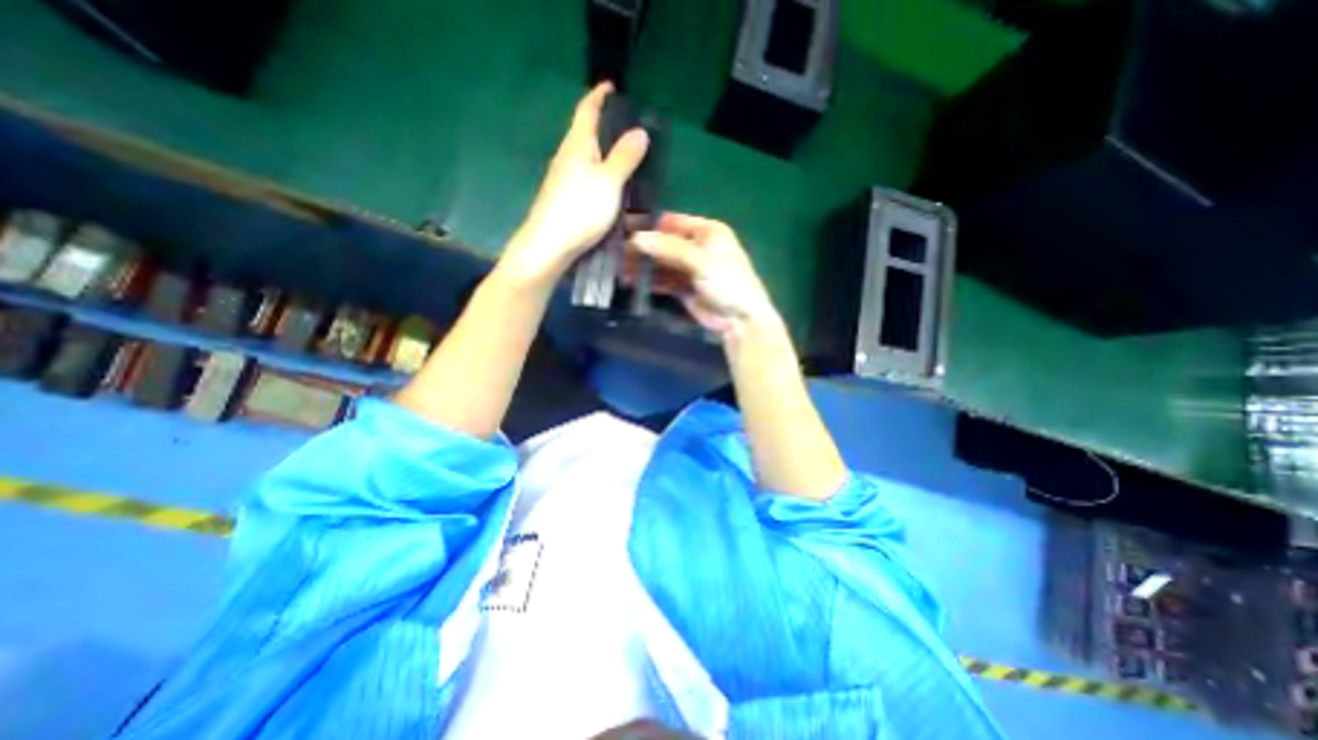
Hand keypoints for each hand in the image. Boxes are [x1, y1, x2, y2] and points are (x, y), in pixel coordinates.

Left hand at [503, 80, 650, 286]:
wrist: (549, 246)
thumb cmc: (580, 210)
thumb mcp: (609, 182)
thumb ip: (625, 157)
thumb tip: (640, 131)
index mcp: (577, 145)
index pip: (587, 110)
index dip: (599, 95)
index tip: (611, 86)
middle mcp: (567, 157)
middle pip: (586, 134)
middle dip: (605, 127)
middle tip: (629, 130)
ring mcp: (564, 180)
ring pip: (587, 159)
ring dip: (605, 155)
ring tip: (627, 161)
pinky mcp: (566, 200)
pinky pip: (587, 179)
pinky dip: (601, 177)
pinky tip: (612, 190)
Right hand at [626, 212, 780, 338]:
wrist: (740, 320)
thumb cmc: (727, 282)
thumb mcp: (701, 261)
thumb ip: (669, 248)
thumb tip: (636, 238)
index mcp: (707, 231)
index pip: (673, 222)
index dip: (652, 226)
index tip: (626, 232)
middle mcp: (697, 247)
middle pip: (665, 243)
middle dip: (644, 249)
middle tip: (619, 254)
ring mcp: (690, 269)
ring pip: (662, 263)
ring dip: (645, 266)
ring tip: (621, 269)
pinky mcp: (684, 288)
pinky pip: (664, 281)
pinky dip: (651, 281)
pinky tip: (633, 283)